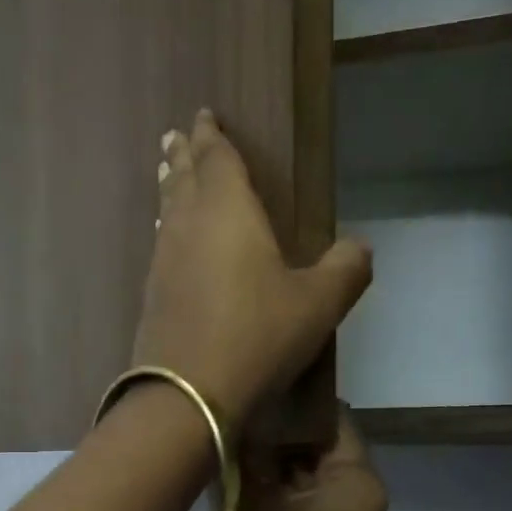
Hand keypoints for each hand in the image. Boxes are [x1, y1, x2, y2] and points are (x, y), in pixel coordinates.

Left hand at [133, 110, 371, 425]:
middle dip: (184, 155)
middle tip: (176, 136)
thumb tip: (360, 247)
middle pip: (183, 179)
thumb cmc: (257, 337)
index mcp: (227, 211)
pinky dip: (166, 229)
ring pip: (167, 211)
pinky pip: (161, 245)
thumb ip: (345, 269)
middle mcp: (188, 227)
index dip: (213, 136)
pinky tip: (168, 240)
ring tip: (169, 174)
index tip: (205, 116)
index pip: (218, 160)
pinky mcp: (152, 296)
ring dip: (170, 188)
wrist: (187, 394)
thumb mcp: (318, 304)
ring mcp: (163, 262)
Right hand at [211, 405, 392, 510]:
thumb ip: (251, 449)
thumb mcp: (248, 502)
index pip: (331, 420)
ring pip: (317, 478)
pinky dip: (289, 496)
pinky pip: (318, 506)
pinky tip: (250, 492)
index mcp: (360, 484)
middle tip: (236, 426)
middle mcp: (373, 502)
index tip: (253, 393)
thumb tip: (247, 410)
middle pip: (325, 450)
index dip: (291, 404)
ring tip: (237, 455)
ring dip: (282, 468)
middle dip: (282, 439)